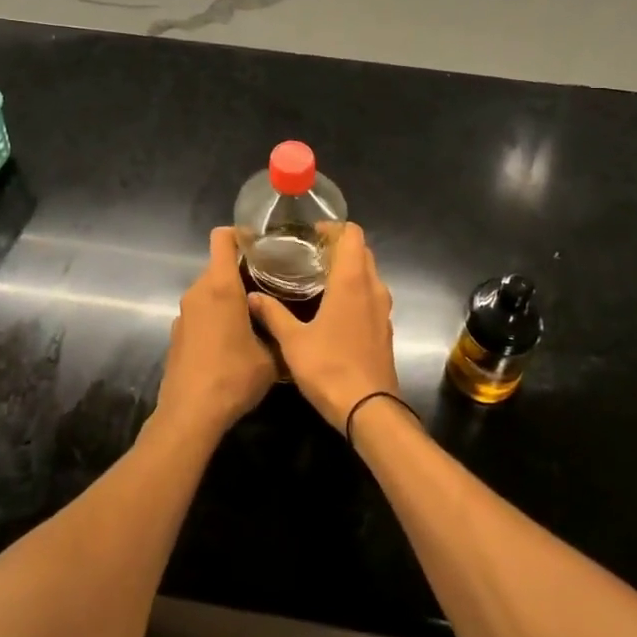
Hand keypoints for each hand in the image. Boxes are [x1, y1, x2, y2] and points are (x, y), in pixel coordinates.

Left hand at [155, 228, 277, 437]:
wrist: (190, 414)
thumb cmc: (233, 377)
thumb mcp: (271, 358)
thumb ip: (279, 333)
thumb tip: (289, 329)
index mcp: (221, 287)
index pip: (222, 238)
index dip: (240, 234)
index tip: (262, 244)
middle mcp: (198, 292)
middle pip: (219, 265)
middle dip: (242, 271)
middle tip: (271, 284)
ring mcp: (184, 313)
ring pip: (209, 290)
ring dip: (229, 296)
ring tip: (255, 314)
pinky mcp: (177, 333)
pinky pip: (200, 311)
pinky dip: (215, 316)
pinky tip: (231, 341)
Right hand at [248, 224, 396, 431]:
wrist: (369, 408)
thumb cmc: (329, 367)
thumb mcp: (292, 341)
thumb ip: (273, 314)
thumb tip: (252, 296)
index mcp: (352, 280)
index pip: (352, 235)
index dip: (334, 228)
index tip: (312, 234)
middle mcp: (372, 288)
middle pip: (362, 252)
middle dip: (340, 246)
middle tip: (310, 253)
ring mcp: (383, 309)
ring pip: (369, 274)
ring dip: (350, 269)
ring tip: (319, 276)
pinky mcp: (385, 329)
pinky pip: (372, 296)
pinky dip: (356, 290)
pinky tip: (334, 306)